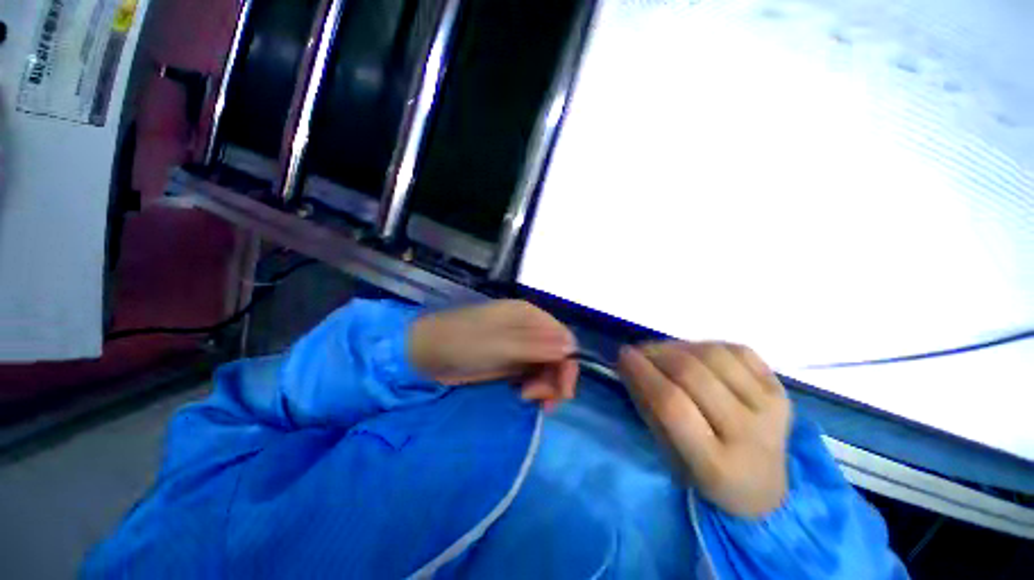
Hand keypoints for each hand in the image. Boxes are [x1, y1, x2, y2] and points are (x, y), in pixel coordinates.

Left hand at [409, 300, 578, 406]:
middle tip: (542, 402)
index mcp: (529, 316)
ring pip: (546, 368)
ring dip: (545, 386)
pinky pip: (532, 375)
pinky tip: (522, 395)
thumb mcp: (500, 345)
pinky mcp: (510, 362)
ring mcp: (519, 346)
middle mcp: (528, 329)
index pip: (563, 338)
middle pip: (557, 355)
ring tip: (526, 398)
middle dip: (555, 379)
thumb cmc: (462, 343)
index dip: (568, 363)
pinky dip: (533, 388)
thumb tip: (571, 346)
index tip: (562, 390)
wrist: (427, 353)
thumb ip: (536, 347)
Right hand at [618, 341, 790, 517]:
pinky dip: (707, 345)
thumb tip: (628, 361)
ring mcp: (771, 408)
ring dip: (678, 346)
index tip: (624, 355)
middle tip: (639, 352)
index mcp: (716, 465)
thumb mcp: (667, 452)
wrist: (764, 487)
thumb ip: (647, 405)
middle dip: (656, 354)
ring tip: (663, 351)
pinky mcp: (782, 389)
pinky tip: (694, 354)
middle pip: (693, 375)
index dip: (644, 374)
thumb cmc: (704, 474)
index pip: (673, 406)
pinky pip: (738, 350)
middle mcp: (750, 435)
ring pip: (715, 355)